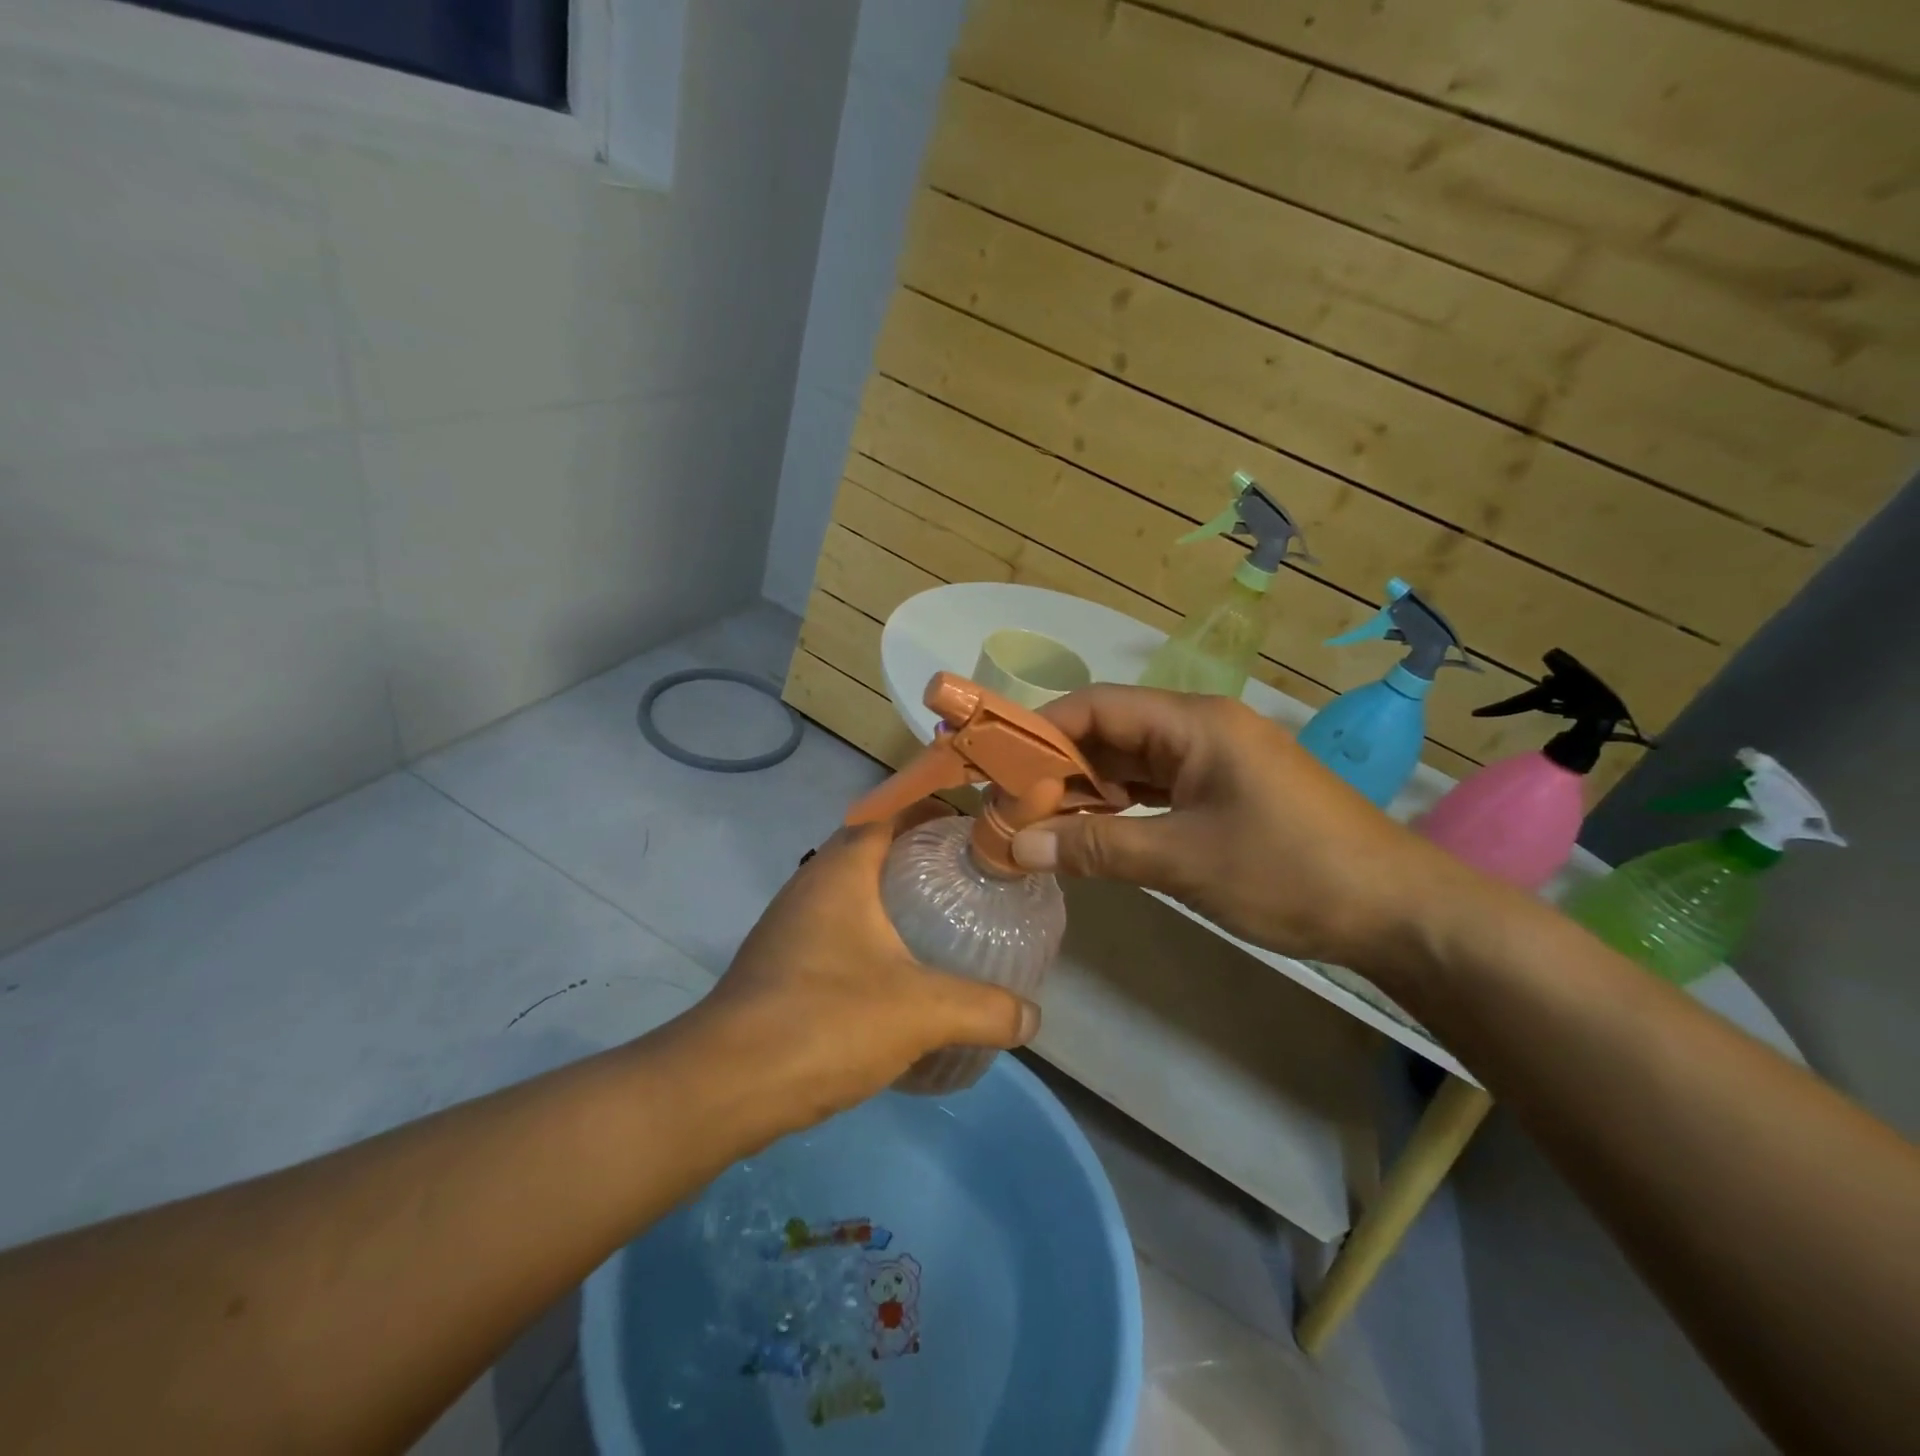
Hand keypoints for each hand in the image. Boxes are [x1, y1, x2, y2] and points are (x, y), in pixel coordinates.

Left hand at [689, 801, 1040, 1134]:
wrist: (724, 1086)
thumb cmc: (825, 1020)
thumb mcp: (921, 1012)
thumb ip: (985, 1010)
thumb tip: (1033, 1017)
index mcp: (841, 871)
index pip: (889, 813)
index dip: (931, 809)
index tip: (974, 828)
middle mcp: (810, 886)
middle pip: (871, 849)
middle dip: (919, 855)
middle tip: (969, 877)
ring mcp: (789, 926)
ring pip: (851, 892)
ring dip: (892, 897)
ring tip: (942, 921)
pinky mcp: (780, 965)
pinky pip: (836, 930)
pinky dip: (871, 935)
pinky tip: (899, 974)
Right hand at [1009, 687, 1482, 974]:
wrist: (1398, 912)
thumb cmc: (1291, 871)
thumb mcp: (1184, 860)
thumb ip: (1097, 848)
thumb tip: (1016, 846)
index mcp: (1194, 723)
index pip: (1098, 705)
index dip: (1042, 729)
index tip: (996, 763)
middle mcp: (1200, 730)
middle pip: (1110, 733)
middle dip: (1057, 765)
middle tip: (1008, 803)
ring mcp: (1214, 762)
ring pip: (1131, 763)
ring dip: (1085, 789)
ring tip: (1036, 820)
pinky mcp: (1223, 794)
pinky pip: (1155, 789)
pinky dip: (1118, 807)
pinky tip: (1088, 830)